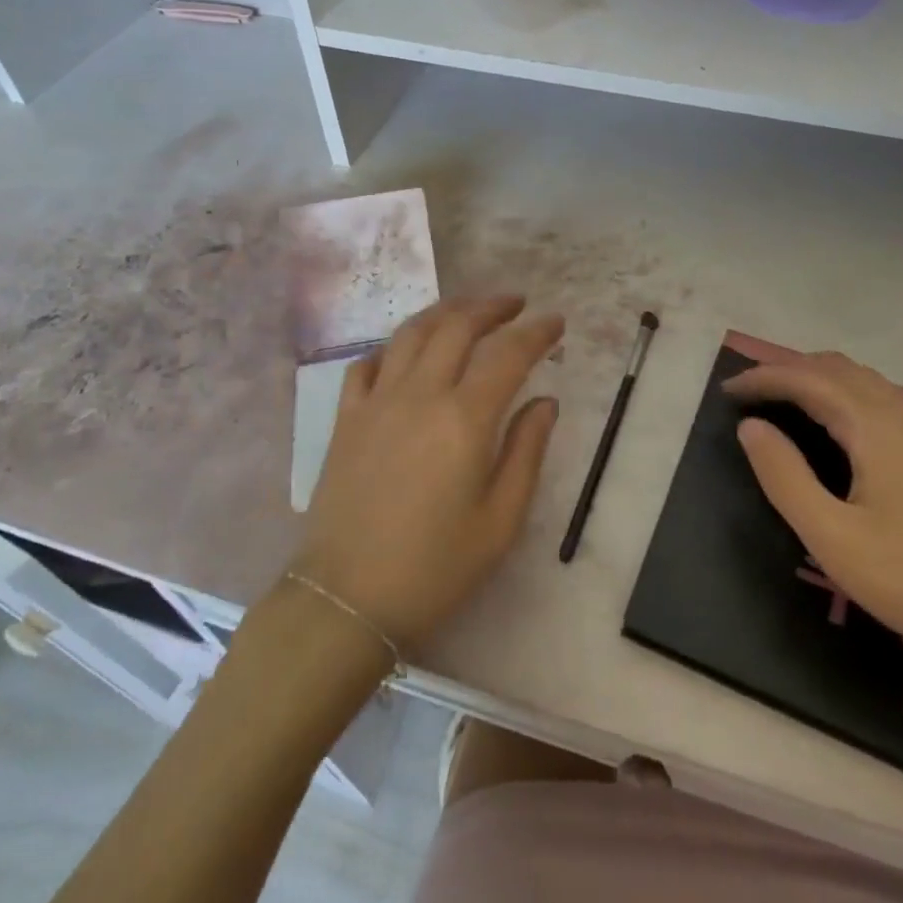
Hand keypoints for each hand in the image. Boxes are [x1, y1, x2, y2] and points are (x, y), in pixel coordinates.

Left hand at [294, 295, 563, 654]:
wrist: (347, 599)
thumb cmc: (434, 567)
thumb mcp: (500, 521)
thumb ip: (527, 452)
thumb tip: (545, 402)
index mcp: (464, 419)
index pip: (507, 354)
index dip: (536, 332)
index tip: (556, 321)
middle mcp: (420, 394)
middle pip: (457, 326)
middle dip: (491, 307)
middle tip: (516, 303)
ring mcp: (377, 401)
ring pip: (412, 333)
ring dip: (445, 312)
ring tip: (468, 310)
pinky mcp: (346, 418)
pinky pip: (367, 363)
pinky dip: (393, 347)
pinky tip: (406, 352)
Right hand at [727, 353, 902, 684]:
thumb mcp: (834, 539)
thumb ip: (785, 477)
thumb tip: (751, 427)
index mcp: (872, 425)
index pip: (805, 378)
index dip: (762, 378)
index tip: (726, 392)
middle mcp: (901, 414)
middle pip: (835, 367)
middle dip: (787, 370)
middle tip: (750, 395)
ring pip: (862, 381)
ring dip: (817, 380)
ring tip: (784, 405)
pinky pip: (881, 401)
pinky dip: (843, 396)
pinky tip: (839, 432)